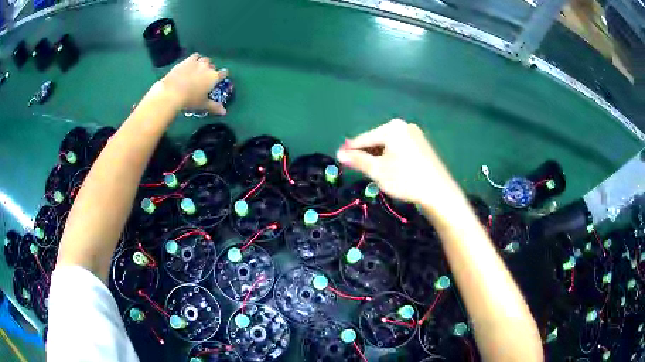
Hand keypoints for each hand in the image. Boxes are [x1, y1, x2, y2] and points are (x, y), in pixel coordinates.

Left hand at [156, 53, 227, 114]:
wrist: (172, 92)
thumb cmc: (190, 100)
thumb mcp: (203, 105)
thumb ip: (214, 107)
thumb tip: (224, 112)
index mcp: (214, 77)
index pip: (223, 73)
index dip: (222, 75)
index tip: (220, 79)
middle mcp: (207, 67)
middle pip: (212, 65)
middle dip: (210, 69)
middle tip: (205, 77)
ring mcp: (197, 62)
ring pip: (204, 59)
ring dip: (203, 63)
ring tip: (198, 68)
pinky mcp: (186, 61)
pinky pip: (194, 56)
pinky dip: (194, 59)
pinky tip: (190, 64)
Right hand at [337, 119, 462, 207]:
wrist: (439, 192)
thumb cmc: (405, 179)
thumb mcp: (378, 170)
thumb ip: (358, 160)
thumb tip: (339, 154)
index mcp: (392, 128)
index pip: (364, 138)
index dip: (351, 149)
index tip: (338, 157)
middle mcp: (404, 126)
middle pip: (377, 139)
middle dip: (366, 153)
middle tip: (354, 166)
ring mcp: (415, 134)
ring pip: (388, 144)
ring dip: (378, 155)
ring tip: (370, 169)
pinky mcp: (422, 145)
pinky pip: (399, 147)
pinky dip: (391, 156)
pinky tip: (388, 168)